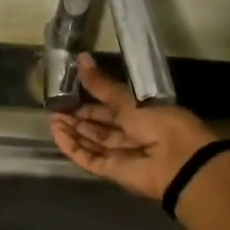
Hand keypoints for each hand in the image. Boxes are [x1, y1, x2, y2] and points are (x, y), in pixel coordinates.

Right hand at [49, 53, 218, 202]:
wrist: (178, 161)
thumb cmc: (160, 123)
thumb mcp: (129, 99)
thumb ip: (102, 85)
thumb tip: (81, 58)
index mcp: (143, 114)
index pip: (112, 107)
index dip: (92, 101)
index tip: (70, 93)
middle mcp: (132, 134)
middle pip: (100, 127)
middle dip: (79, 118)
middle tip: (56, 108)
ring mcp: (122, 154)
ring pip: (92, 143)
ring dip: (73, 132)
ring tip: (52, 120)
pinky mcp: (112, 171)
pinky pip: (89, 159)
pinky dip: (73, 148)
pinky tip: (57, 135)